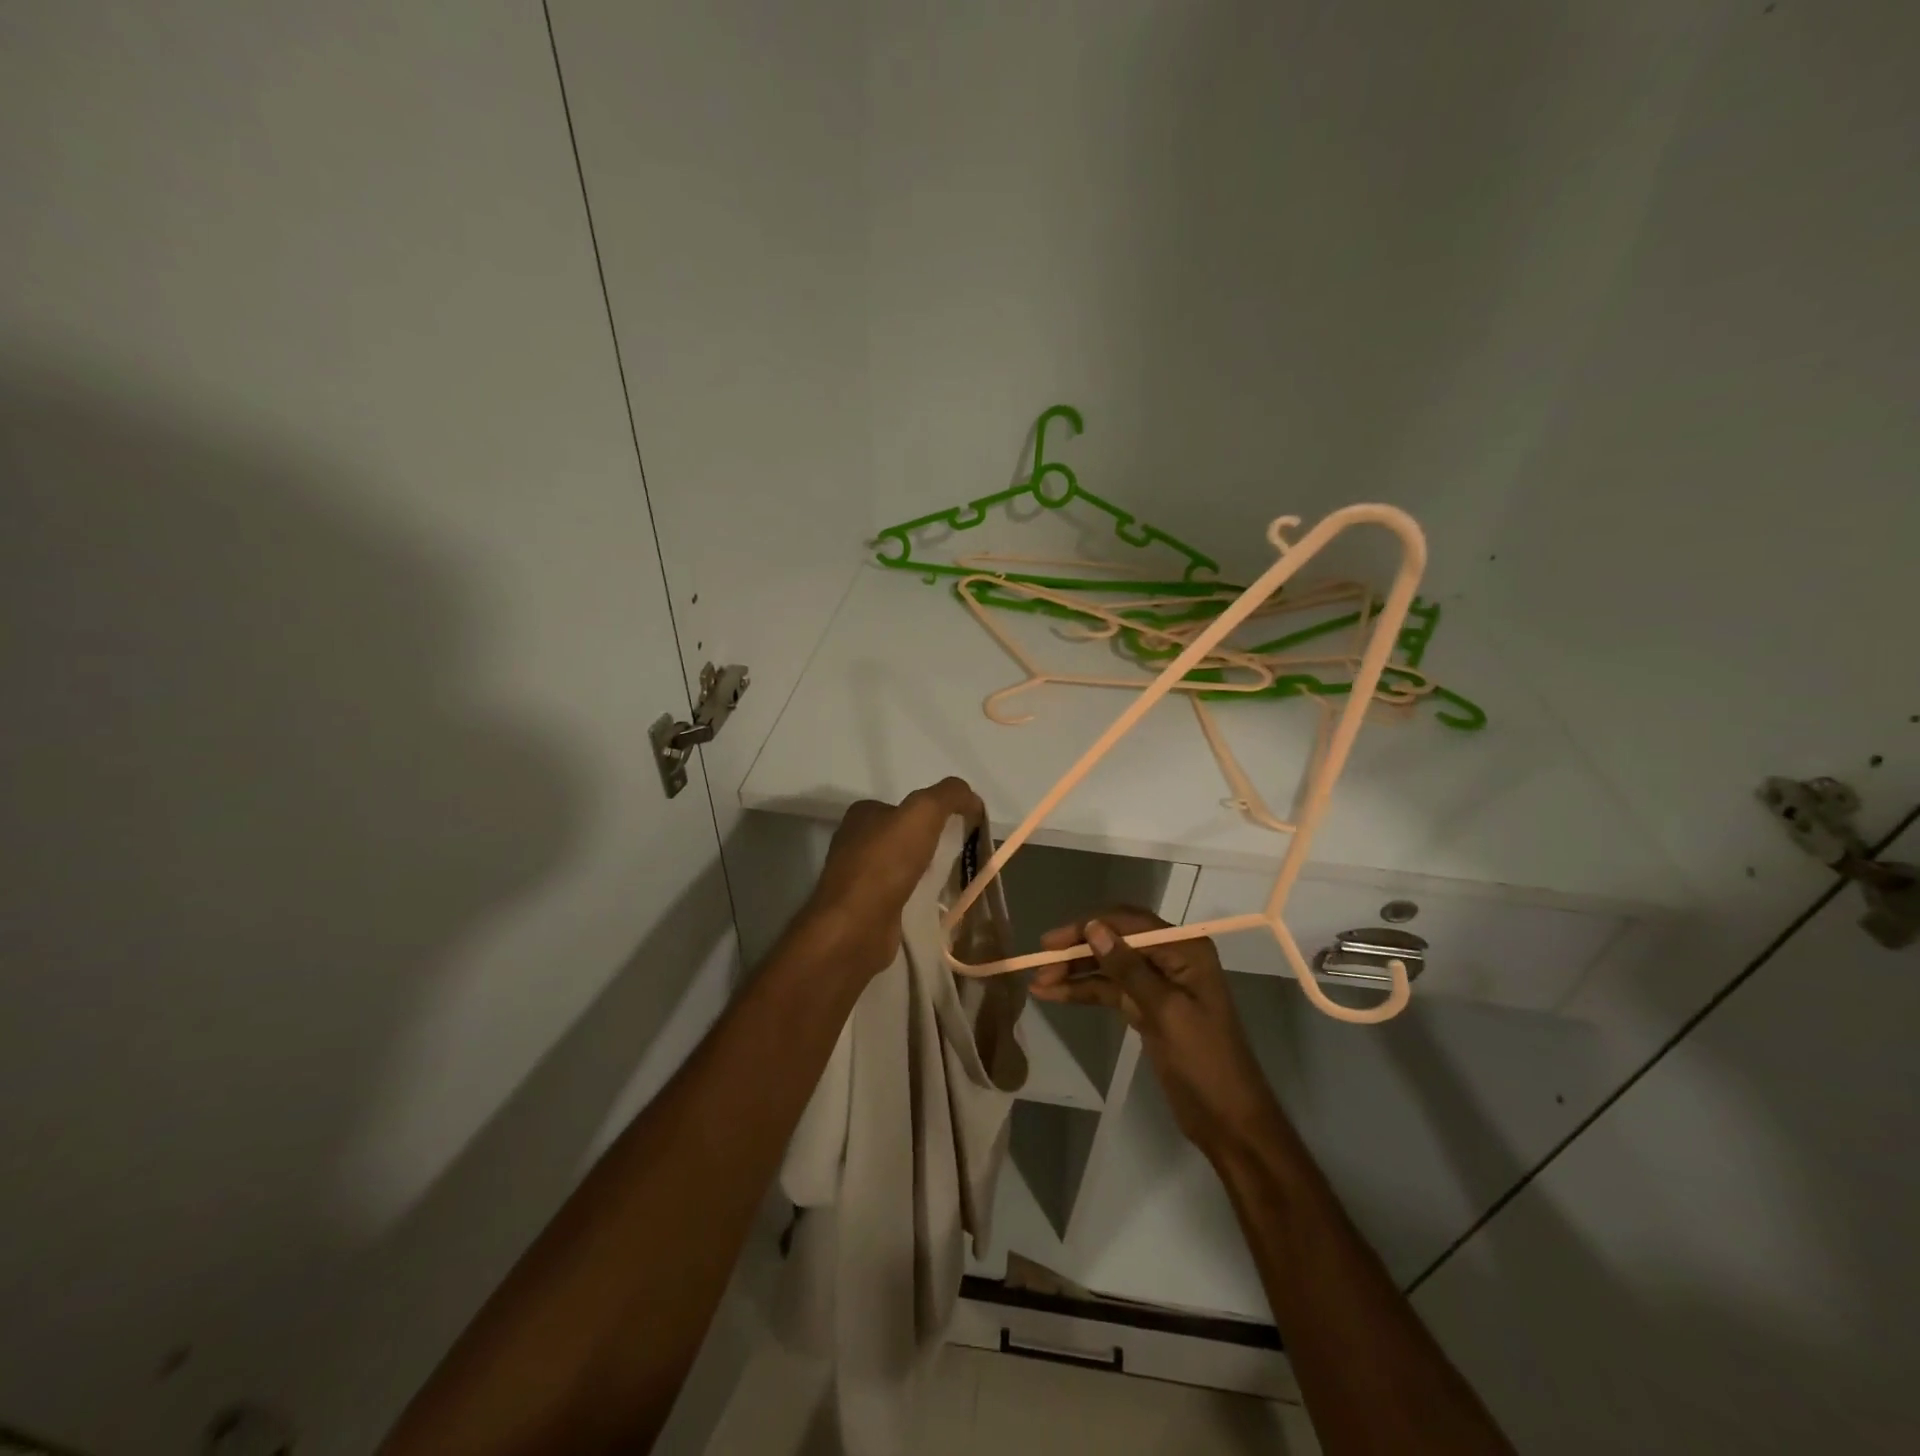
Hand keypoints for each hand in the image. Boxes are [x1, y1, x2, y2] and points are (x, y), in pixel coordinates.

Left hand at [803, 777, 983, 979]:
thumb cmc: (886, 862)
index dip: (934, 813)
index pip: (904, 806)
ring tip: (950, 881)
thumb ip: (950, 795)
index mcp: (862, 814)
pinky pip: (899, 895)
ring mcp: (857, 877)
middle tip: (957, 856)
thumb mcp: (924, 812)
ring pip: (901, 867)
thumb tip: (972, 799)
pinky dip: (916, 897)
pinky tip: (932, 904)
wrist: (856, 927)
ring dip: (924, 872)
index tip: (959, 828)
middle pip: (903, 837)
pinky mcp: (864, 908)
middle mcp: (855, 842)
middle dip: (930, 845)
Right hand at [1031, 907, 1282, 1159]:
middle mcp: (1171, 957)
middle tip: (1040, 962)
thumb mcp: (1165, 1011)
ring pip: (1109, 966)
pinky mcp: (1147, 1008)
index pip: (1129, 923)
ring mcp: (1158, 983)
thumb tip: (1093, 927)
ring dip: (1076, 973)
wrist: (1229, 1120)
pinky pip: (1111, 991)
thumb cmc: (1205, 1061)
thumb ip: (1127, 968)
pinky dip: (1085, 992)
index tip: (1052, 942)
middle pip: (1116, 941)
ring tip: (1039, 982)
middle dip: (1077, 950)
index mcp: (1185, 949)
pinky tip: (1056, 995)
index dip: (1088, 927)